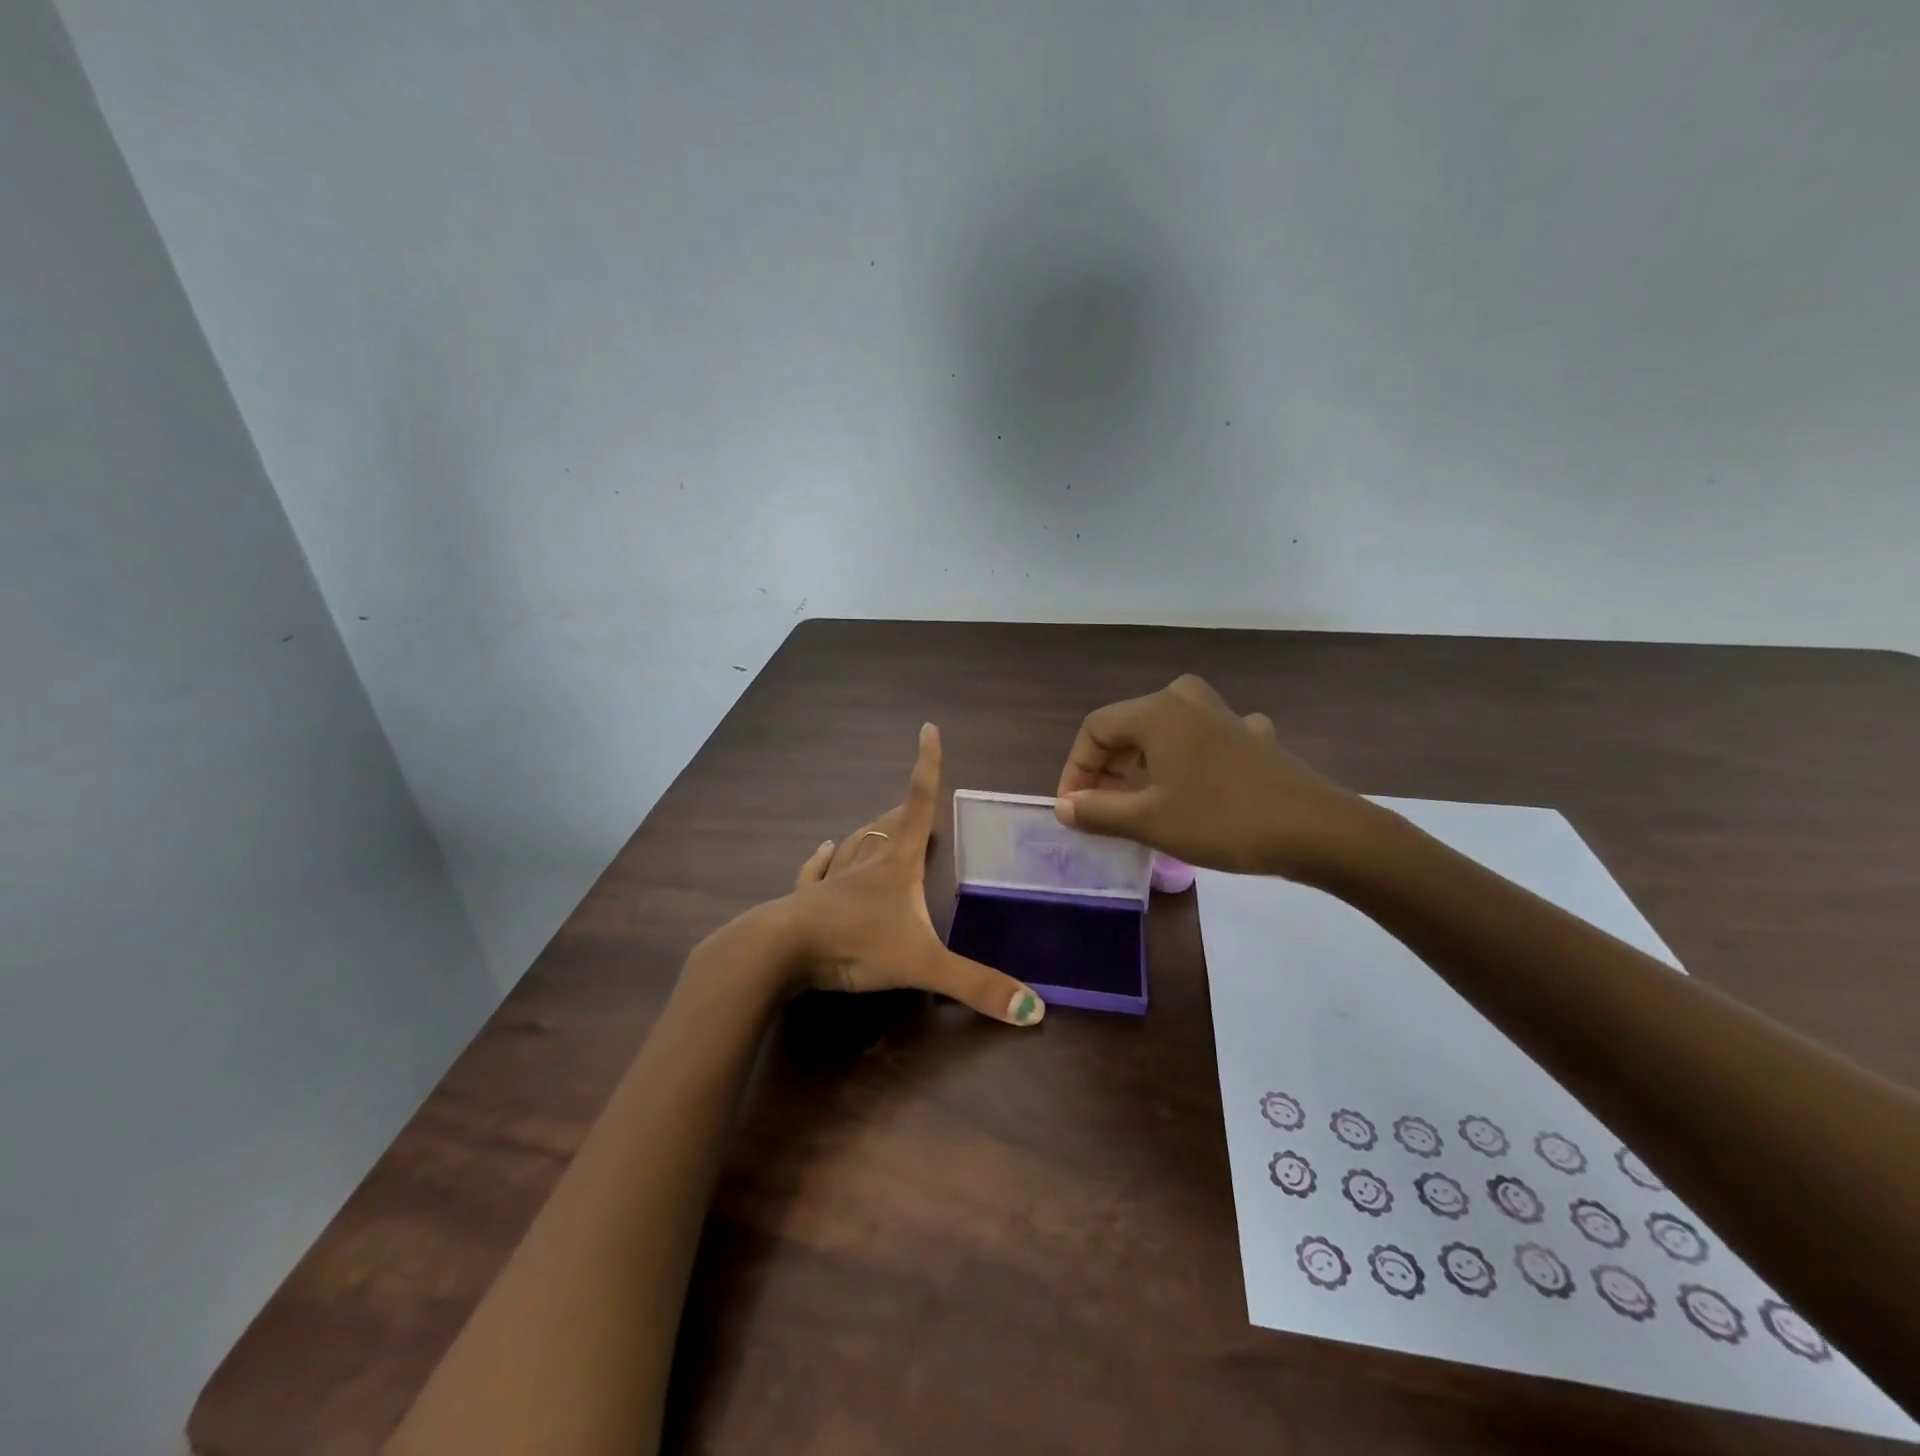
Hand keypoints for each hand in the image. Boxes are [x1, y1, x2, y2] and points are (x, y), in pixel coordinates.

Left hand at [781, 722, 1045, 1025]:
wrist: (781, 952)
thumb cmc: (856, 944)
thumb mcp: (923, 965)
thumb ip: (977, 986)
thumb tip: (1036, 1011)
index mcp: (898, 866)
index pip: (919, 805)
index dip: (927, 766)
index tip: (928, 729)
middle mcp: (867, 864)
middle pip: (890, 826)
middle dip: (905, 810)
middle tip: (914, 800)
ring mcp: (833, 881)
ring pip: (856, 845)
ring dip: (870, 832)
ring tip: (880, 822)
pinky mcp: (807, 901)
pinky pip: (816, 872)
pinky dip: (822, 860)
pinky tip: (823, 848)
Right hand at [1053, 674, 1375, 880]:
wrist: (1319, 830)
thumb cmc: (1222, 820)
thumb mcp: (1149, 821)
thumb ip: (1097, 811)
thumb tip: (1063, 807)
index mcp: (1157, 711)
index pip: (1094, 730)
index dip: (1075, 769)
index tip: (1075, 810)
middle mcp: (1187, 700)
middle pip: (1128, 729)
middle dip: (1107, 771)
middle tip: (1102, 812)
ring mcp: (1224, 715)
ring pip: (1164, 736)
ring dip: (1143, 769)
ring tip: (1138, 807)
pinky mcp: (1252, 737)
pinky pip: (1202, 744)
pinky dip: (1185, 766)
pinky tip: (1193, 790)